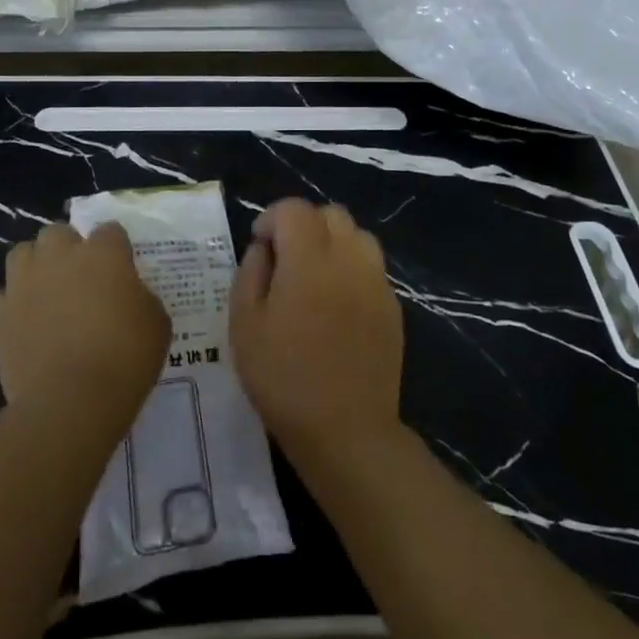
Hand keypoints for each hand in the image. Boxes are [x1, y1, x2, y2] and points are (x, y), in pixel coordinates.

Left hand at [0, 223, 169, 426]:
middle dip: (68, 248)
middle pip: (58, 232)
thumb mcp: (157, 323)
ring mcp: (23, 283)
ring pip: (22, 253)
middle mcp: (59, 257)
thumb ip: (140, 297)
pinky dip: (14, 305)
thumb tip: (128, 296)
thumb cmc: (125, 358)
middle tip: (82, 277)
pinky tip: (26, 323)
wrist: (71, 401)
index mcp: (103, 253)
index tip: (122, 269)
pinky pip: (3, 297)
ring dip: (36, 266)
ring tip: (48, 291)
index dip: (117, 248)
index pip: (110, 230)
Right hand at [230, 199, 404, 462]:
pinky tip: (336, 304)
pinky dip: (351, 268)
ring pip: (357, 235)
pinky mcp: (392, 305)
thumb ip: (250, 273)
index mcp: (309, 259)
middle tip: (284, 258)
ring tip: (313, 277)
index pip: (294, 209)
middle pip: (330, 214)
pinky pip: (371, 266)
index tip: (259, 245)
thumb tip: (263, 248)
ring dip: (332, 242)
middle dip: (303, 225)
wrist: (346, 429)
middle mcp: (349, 258)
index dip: (271, 218)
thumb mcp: (245, 325)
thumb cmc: (284, 378)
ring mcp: (376, 281)